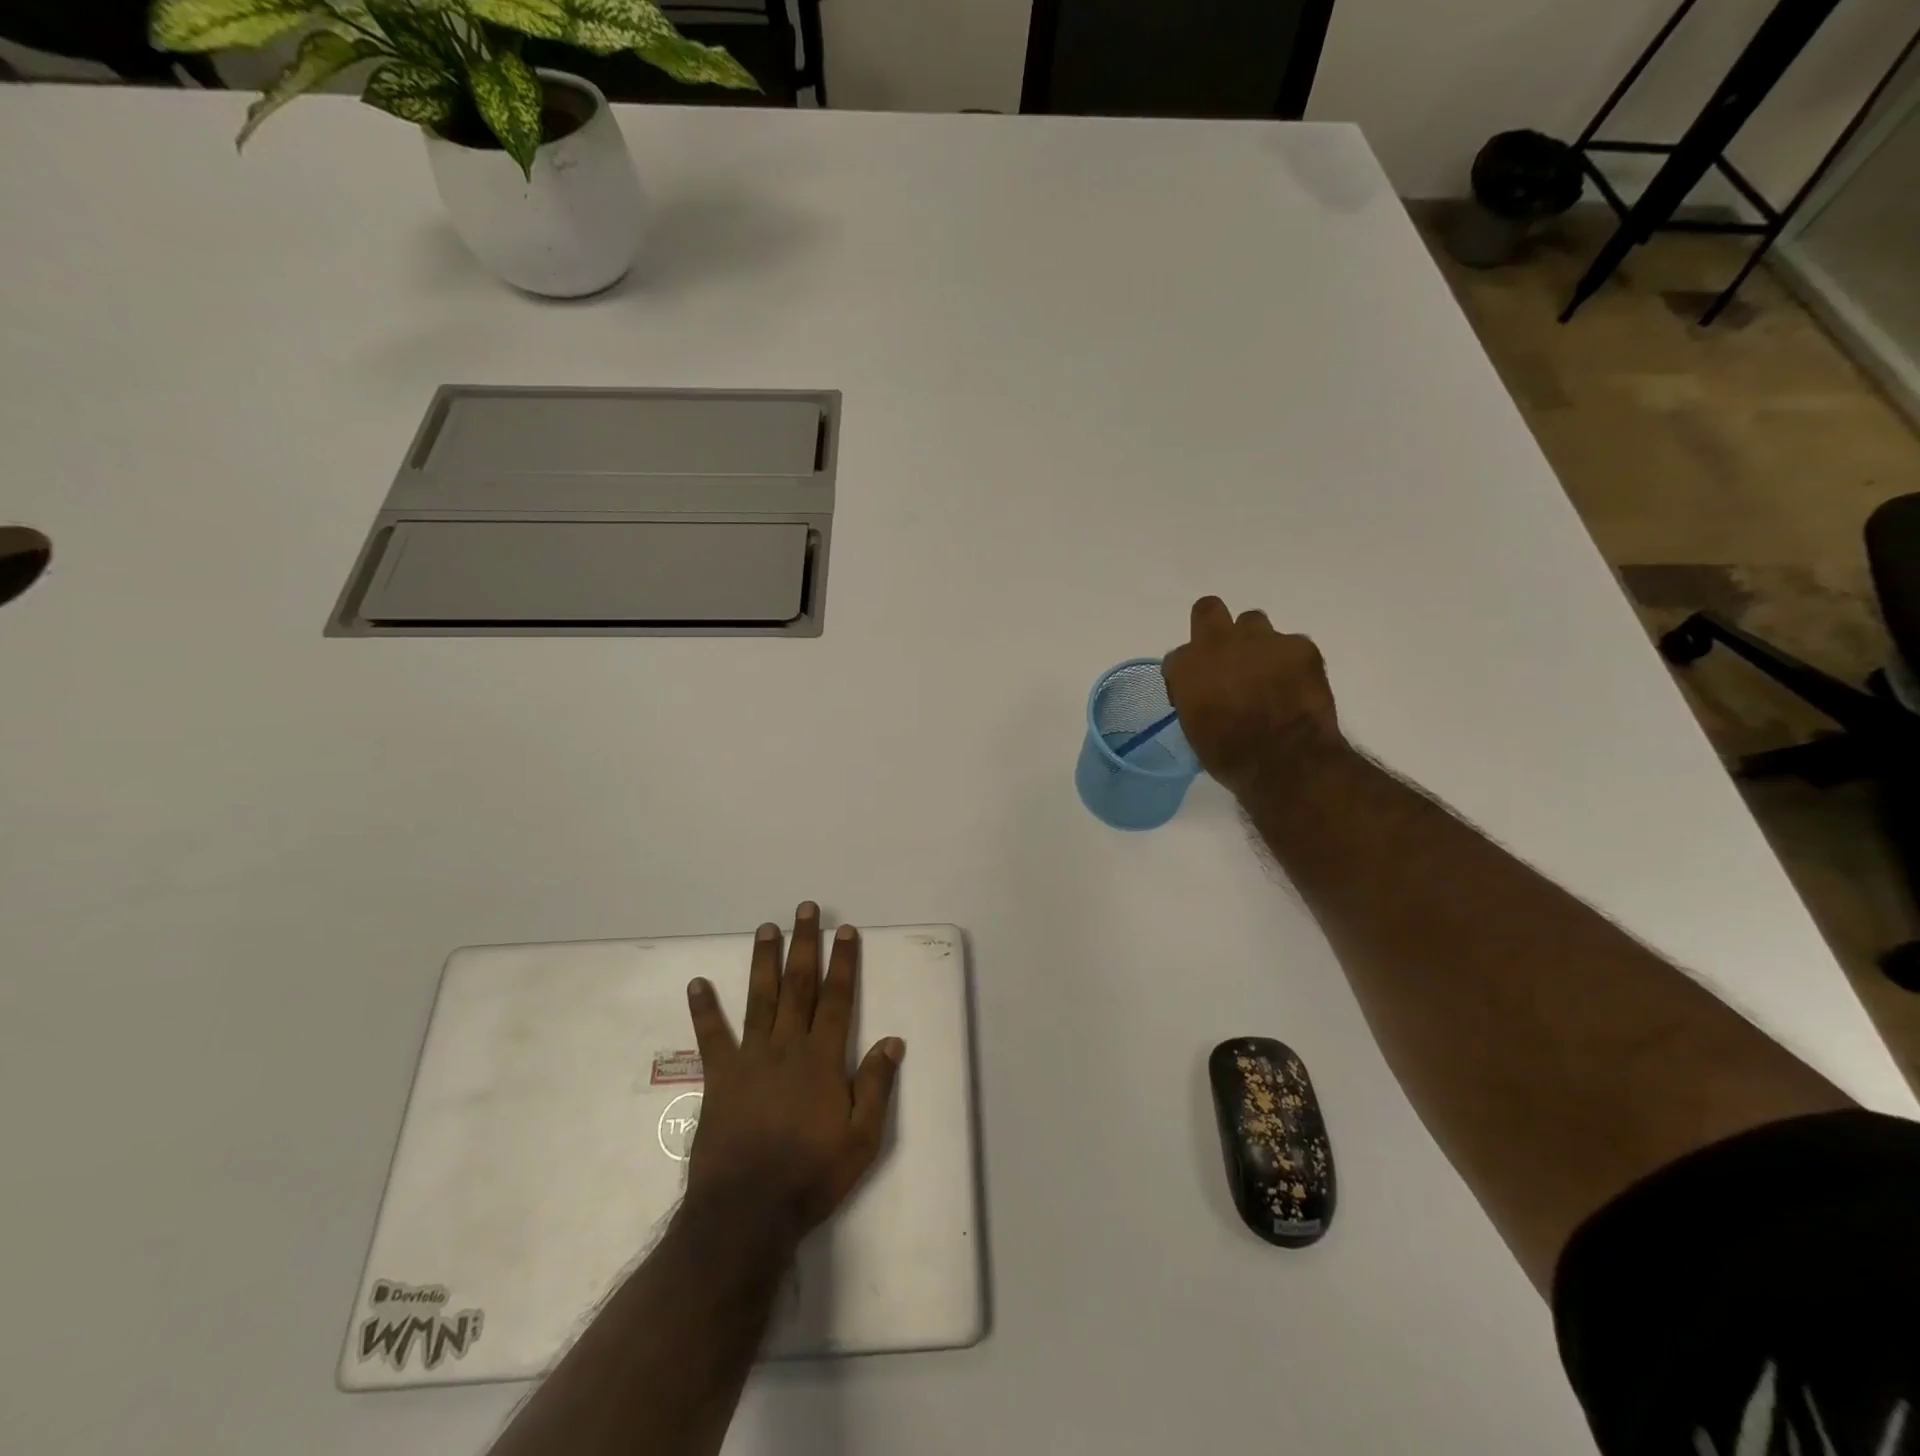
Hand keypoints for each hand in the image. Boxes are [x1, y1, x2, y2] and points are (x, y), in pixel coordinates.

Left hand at [683, 903, 904, 1243]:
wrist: (747, 1211)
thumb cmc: (811, 1175)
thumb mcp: (862, 1140)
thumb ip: (877, 1086)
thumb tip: (893, 1040)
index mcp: (823, 1058)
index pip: (837, 998)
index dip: (843, 962)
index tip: (845, 931)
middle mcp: (787, 1046)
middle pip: (798, 985)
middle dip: (804, 944)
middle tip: (805, 910)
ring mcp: (750, 1058)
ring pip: (759, 998)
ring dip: (764, 961)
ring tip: (766, 928)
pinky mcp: (720, 1077)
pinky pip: (711, 1037)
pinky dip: (704, 1009)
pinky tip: (697, 983)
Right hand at [1163, 596, 1341, 795]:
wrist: (1287, 761)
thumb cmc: (1230, 755)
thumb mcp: (1194, 728)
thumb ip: (1193, 697)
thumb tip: (1204, 693)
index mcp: (1187, 666)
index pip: (1177, 657)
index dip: (1187, 674)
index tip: (1197, 693)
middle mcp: (1219, 643)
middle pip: (1208, 609)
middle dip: (1213, 627)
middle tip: (1225, 656)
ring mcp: (1262, 639)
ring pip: (1252, 621)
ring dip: (1253, 642)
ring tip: (1265, 671)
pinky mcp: (1300, 645)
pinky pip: (1290, 643)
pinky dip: (1290, 661)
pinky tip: (1295, 684)